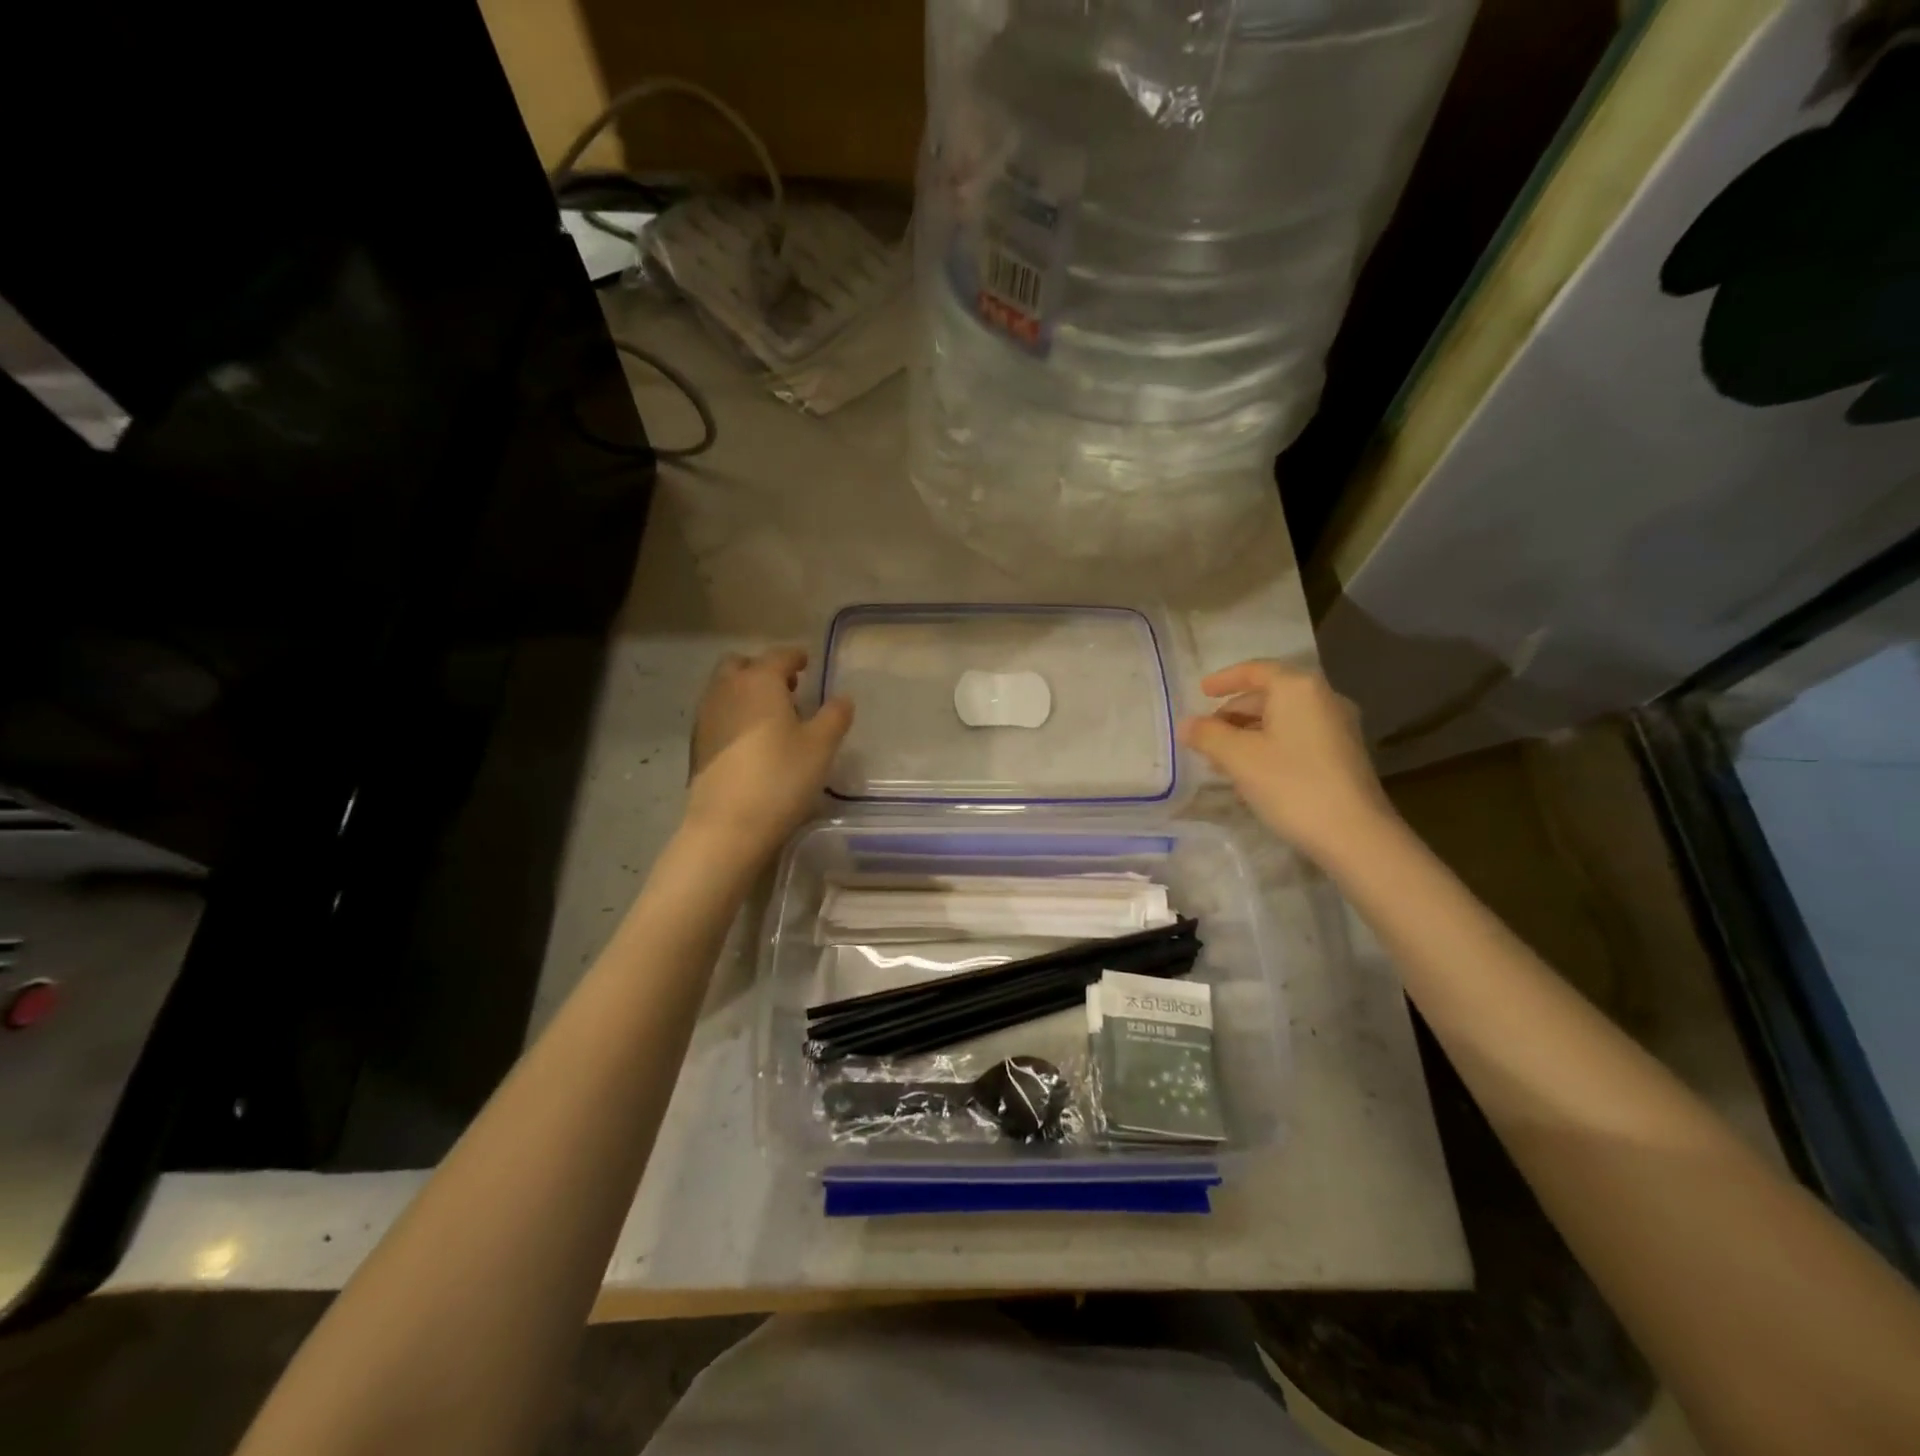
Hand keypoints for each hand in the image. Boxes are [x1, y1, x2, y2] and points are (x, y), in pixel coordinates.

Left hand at [684, 647, 852, 854]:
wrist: (728, 825)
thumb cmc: (781, 777)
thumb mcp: (821, 746)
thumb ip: (835, 716)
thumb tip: (842, 698)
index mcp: (759, 681)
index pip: (779, 656)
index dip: (796, 657)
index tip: (807, 663)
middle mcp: (726, 689)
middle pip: (741, 664)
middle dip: (763, 669)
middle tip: (788, 689)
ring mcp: (706, 717)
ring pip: (725, 689)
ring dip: (746, 692)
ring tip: (771, 717)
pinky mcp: (697, 745)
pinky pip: (717, 714)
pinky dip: (734, 715)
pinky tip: (751, 741)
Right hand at [1178, 660, 1396, 861]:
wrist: (1354, 835)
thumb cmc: (1292, 784)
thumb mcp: (1239, 758)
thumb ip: (1207, 735)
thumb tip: (1185, 724)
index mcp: (1298, 689)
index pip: (1255, 670)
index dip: (1224, 679)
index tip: (1200, 692)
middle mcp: (1323, 699)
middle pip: (1269, 695)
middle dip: (1234, 713)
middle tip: (1206, 734)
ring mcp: (1338, 728)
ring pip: (1282, 720)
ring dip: (1249, 733)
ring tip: (1221, 759)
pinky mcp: (1343, 755)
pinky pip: (1297, 738)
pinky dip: (1270, 746)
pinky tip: (1251, 774)